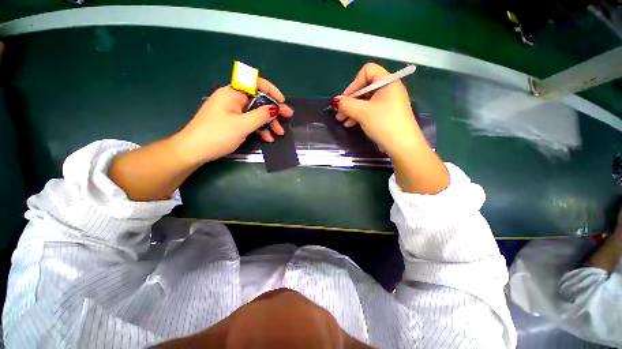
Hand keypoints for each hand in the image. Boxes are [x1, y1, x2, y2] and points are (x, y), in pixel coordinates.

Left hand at [172, 78, 293, 164]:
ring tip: (279, 133)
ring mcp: (233, 111)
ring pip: (255, 112)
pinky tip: (267, 137)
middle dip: (273, 109)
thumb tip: (275, 108)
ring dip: (268, 122)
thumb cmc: (217, 135)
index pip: (254, 82)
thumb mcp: (242, 125)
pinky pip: (250, 121)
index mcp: (232, 93)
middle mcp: (233, 99)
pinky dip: (259, 128)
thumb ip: (261, 115)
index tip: (281, 101)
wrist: (194, 151)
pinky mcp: (233, 122)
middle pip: (258, 99)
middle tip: (288, 117)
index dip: (270, 90)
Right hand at [335, 63, 447, 193]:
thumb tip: (334, 101)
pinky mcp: (386, 114)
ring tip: (342, 121)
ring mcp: (388, 103)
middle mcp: (388, 89)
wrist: (403, 146)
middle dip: (350, 101)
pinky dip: (359, 115)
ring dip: (352, 110)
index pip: (367, 71)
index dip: (354, 84)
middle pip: (364, 88)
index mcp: (387, 82)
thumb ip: (347, 104)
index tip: (345, 99)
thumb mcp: (363, 113)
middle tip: (339, 113)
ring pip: (365, 101)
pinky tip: (350, 124)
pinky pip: (369, 110)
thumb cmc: (384, 124)